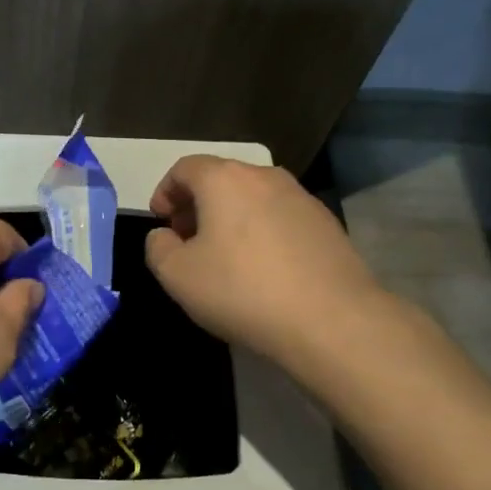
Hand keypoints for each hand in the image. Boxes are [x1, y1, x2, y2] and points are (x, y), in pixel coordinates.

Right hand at [145, 155, 388, 372]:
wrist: (332, 321)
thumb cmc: (242, 290)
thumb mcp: (178, 276)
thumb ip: (158, 248)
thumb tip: (164, 236)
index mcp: (224, 179)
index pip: (184, 168)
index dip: (166, 192)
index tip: (161, 221)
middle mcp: (265, 176)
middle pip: (220, 179)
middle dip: (197, 205)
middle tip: (187, 240)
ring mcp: (301, 198)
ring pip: (253, 198)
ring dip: (231, 218)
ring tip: (226, 258)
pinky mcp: (327, 224)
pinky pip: (281, 218)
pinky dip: (262, 232)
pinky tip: (264, 270)